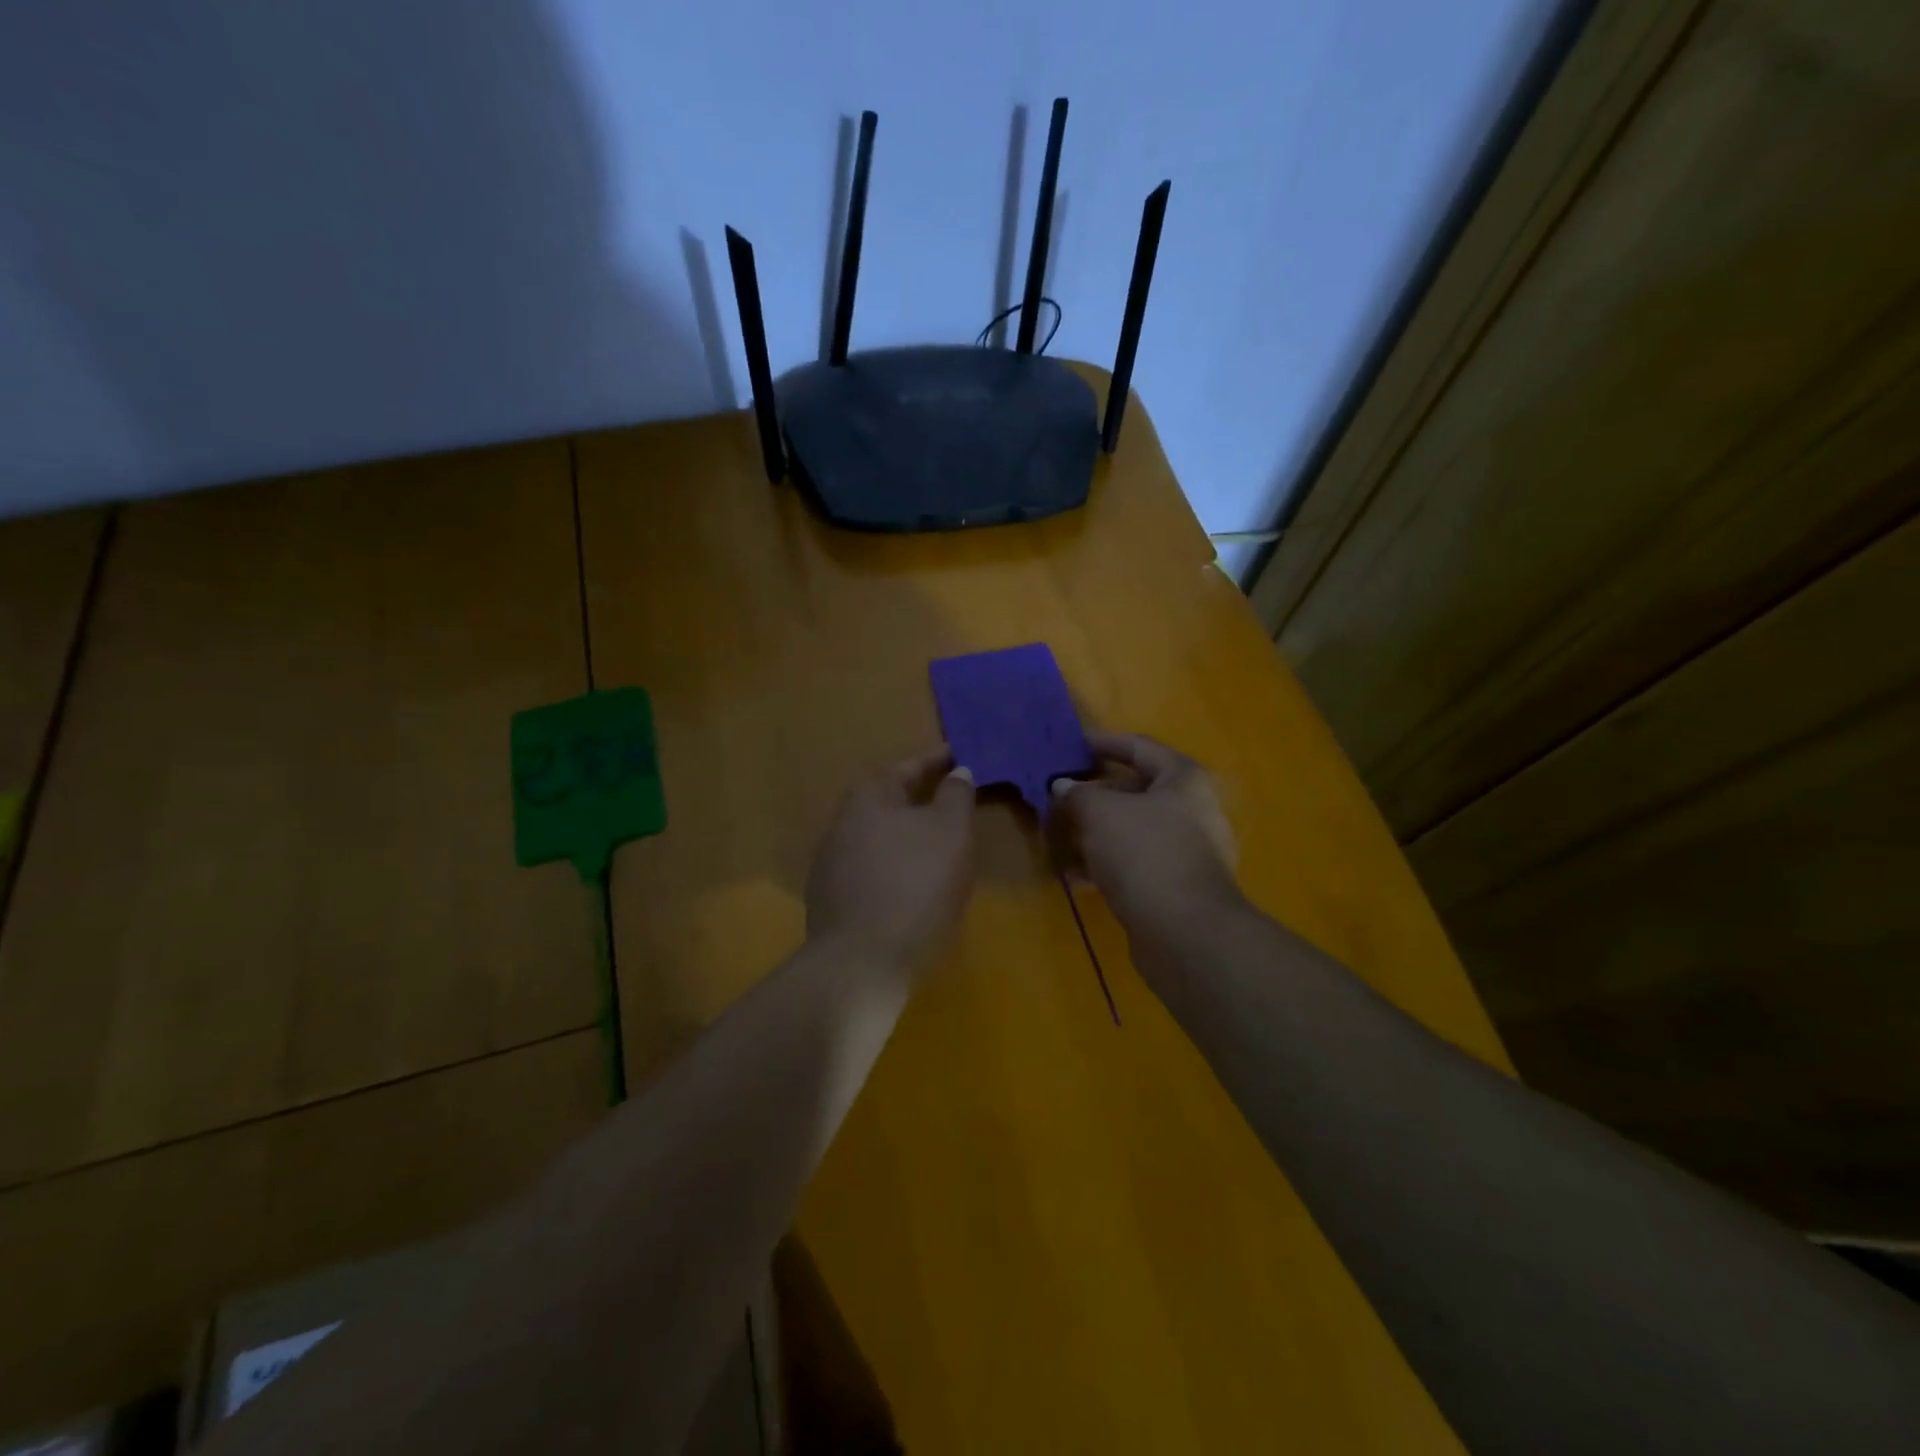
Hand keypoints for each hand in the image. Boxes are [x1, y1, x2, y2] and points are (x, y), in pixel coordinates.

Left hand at [806, 748, 976, 970]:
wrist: (861, 962)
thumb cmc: (914, 885)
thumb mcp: (950, 832)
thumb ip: (956, 795)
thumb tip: (958, 771)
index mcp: (869, 797)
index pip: (910, 767)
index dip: (941, 761)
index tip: (964, 757)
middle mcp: (842, 822)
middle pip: (890, 801)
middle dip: (922, 799)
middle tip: (955, 801)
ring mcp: (831, 862)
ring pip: (880, 837)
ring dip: (908, 836)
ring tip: (939, 845)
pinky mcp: (831, 899)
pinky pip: (872, 869)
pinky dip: (896, 867)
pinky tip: (913, 884)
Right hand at [1051, 734, 1242, 939]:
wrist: (1186, 933)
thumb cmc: (1145, 853)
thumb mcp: (1100, 814)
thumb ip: (1077, 794)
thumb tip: (1063, 787)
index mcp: (1183, 779)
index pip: (1139, 746)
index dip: (1104, 743)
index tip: (1072, 746)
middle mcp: (1193, 809)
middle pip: (1136, 791)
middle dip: (1094, 794)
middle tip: (1059, 797)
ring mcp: (1189, 850)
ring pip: (1133, 830)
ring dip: (1096, 832)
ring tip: (1060, 838)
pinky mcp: (1178, 886)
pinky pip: (1137, 862)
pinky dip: (1108, 863)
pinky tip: (1077, 877)